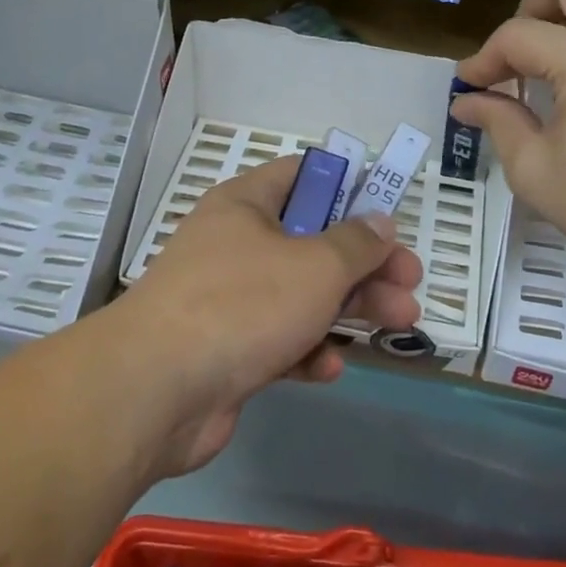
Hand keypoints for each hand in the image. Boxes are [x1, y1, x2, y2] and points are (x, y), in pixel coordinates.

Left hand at [110, 156, 422, 473]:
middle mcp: (235, 244)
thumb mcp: (315, 265)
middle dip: (366, 263)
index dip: (347, 188)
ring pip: (301, 294)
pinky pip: (278, 340)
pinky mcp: (225, 350)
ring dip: (350, 309)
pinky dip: (307, 350)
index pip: (303, 176)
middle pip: (313, 242)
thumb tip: (380, 222)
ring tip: (400, 324)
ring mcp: (228, 299)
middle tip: (410, 284)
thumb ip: (356, 244)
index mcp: (246, 204)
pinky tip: (330, 369)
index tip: (387, 213)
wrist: (155, 390)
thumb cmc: (242, 304)